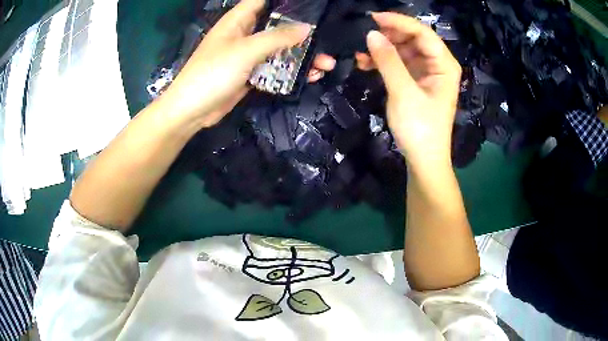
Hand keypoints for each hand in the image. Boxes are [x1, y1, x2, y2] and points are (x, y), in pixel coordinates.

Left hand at [159, 0, 335, 127]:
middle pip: (278, 26)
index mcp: (239, 20)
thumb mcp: (246, 50)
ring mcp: (248, 55)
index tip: (310, 7)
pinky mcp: (251, 73)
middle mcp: (245, 34)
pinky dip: (291, 72)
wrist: (192, 111)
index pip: (264, 1)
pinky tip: (310, 76)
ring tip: (325, 64)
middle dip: (302, 33)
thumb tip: (306, 28)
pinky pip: (275, 68)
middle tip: (325, 40)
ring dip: (301, 56)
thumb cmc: (213, 73)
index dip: (286, 3)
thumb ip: (277, 38)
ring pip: (280, 49)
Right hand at [357, 12, 461, 165]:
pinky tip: (365, 63)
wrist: (423, 160)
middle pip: (413, 39)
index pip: (422, 33)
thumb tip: (371, 33)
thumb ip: (388, 61)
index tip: (373, 18)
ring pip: (403, 50)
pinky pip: (398, 63)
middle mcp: (437, 64)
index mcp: (444, 65)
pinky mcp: (415, 81)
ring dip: (382, 49)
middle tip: (364, 34)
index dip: (399, 22)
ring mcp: (426, 73)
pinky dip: (383, 62)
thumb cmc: (420, 128)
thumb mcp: (403, 92)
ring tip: (360, 51)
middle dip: (388, 35)